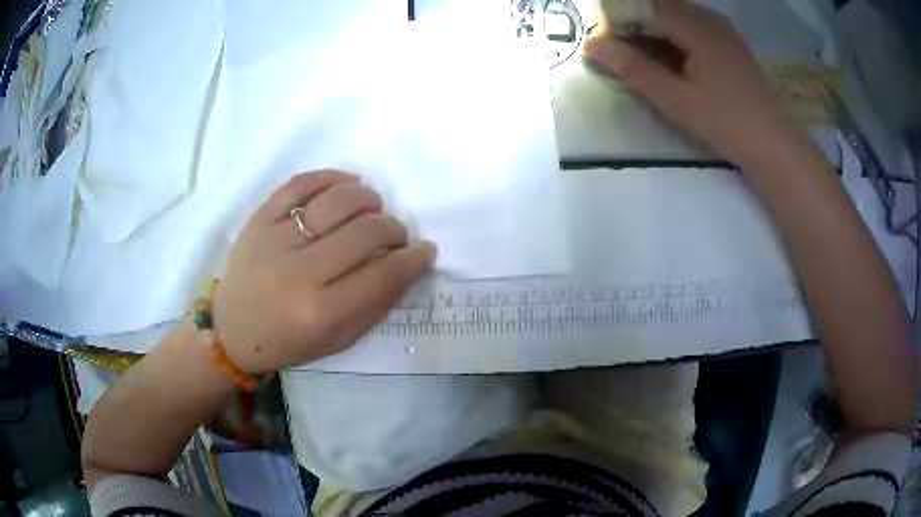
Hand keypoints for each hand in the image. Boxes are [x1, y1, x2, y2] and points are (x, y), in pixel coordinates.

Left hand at [212, 170, 434, 372]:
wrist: (231, 329)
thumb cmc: (287, 342)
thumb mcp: (336, 340)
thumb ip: (374, 304)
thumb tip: (406, 265)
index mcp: (320, 313)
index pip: (382, 275)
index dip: (413, 259)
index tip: (424, 250)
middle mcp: (299, 273)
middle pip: (364, 232)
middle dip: (394, 229)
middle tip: (396, 235)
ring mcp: (275, 240)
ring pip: (336, 201)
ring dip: (368, 199)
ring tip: (373, 207)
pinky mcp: (259, 219)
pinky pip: (299, 184)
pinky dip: (330, 178)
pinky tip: (347, 183)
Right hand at [583, 0, 798, 166]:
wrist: (776, 146)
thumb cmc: (727, 123)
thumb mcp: (676, 99)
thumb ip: (633, 68)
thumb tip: (593, 45)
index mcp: (695, 24)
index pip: (643, 8)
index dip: (615, 23)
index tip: (598, 47)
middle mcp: (708, 17)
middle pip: (658, 9)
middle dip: (633, 29)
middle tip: (617, 57)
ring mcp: (721, 29)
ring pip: (674, 19)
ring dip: (652, 36)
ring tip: (640, 64)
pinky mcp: (729, 43)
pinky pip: (692, 30)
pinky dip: (673, 42)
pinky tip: (670, 66)